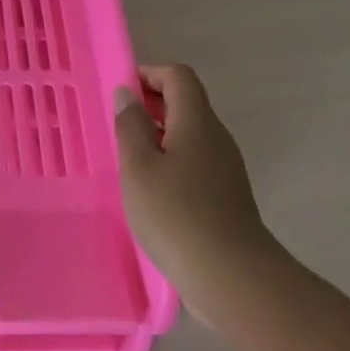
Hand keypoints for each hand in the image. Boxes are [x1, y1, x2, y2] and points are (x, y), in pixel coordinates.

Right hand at [116, 64, 276, 320]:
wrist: (231, 276)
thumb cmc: (175, 213)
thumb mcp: (138, 166)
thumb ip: (130, 125)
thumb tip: (127, 94)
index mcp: (197, 122)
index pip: (178, 76)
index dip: (148, 74)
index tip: (120, 93)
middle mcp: (216, 138)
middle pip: (186, 103)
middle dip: (150, 105)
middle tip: (117, 126)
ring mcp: (225, 168)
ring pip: (190, 135)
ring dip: (158, 136)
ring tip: (128, 160)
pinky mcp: (225, 195)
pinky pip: (194, 161)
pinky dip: (170, 161)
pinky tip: (150, 190)